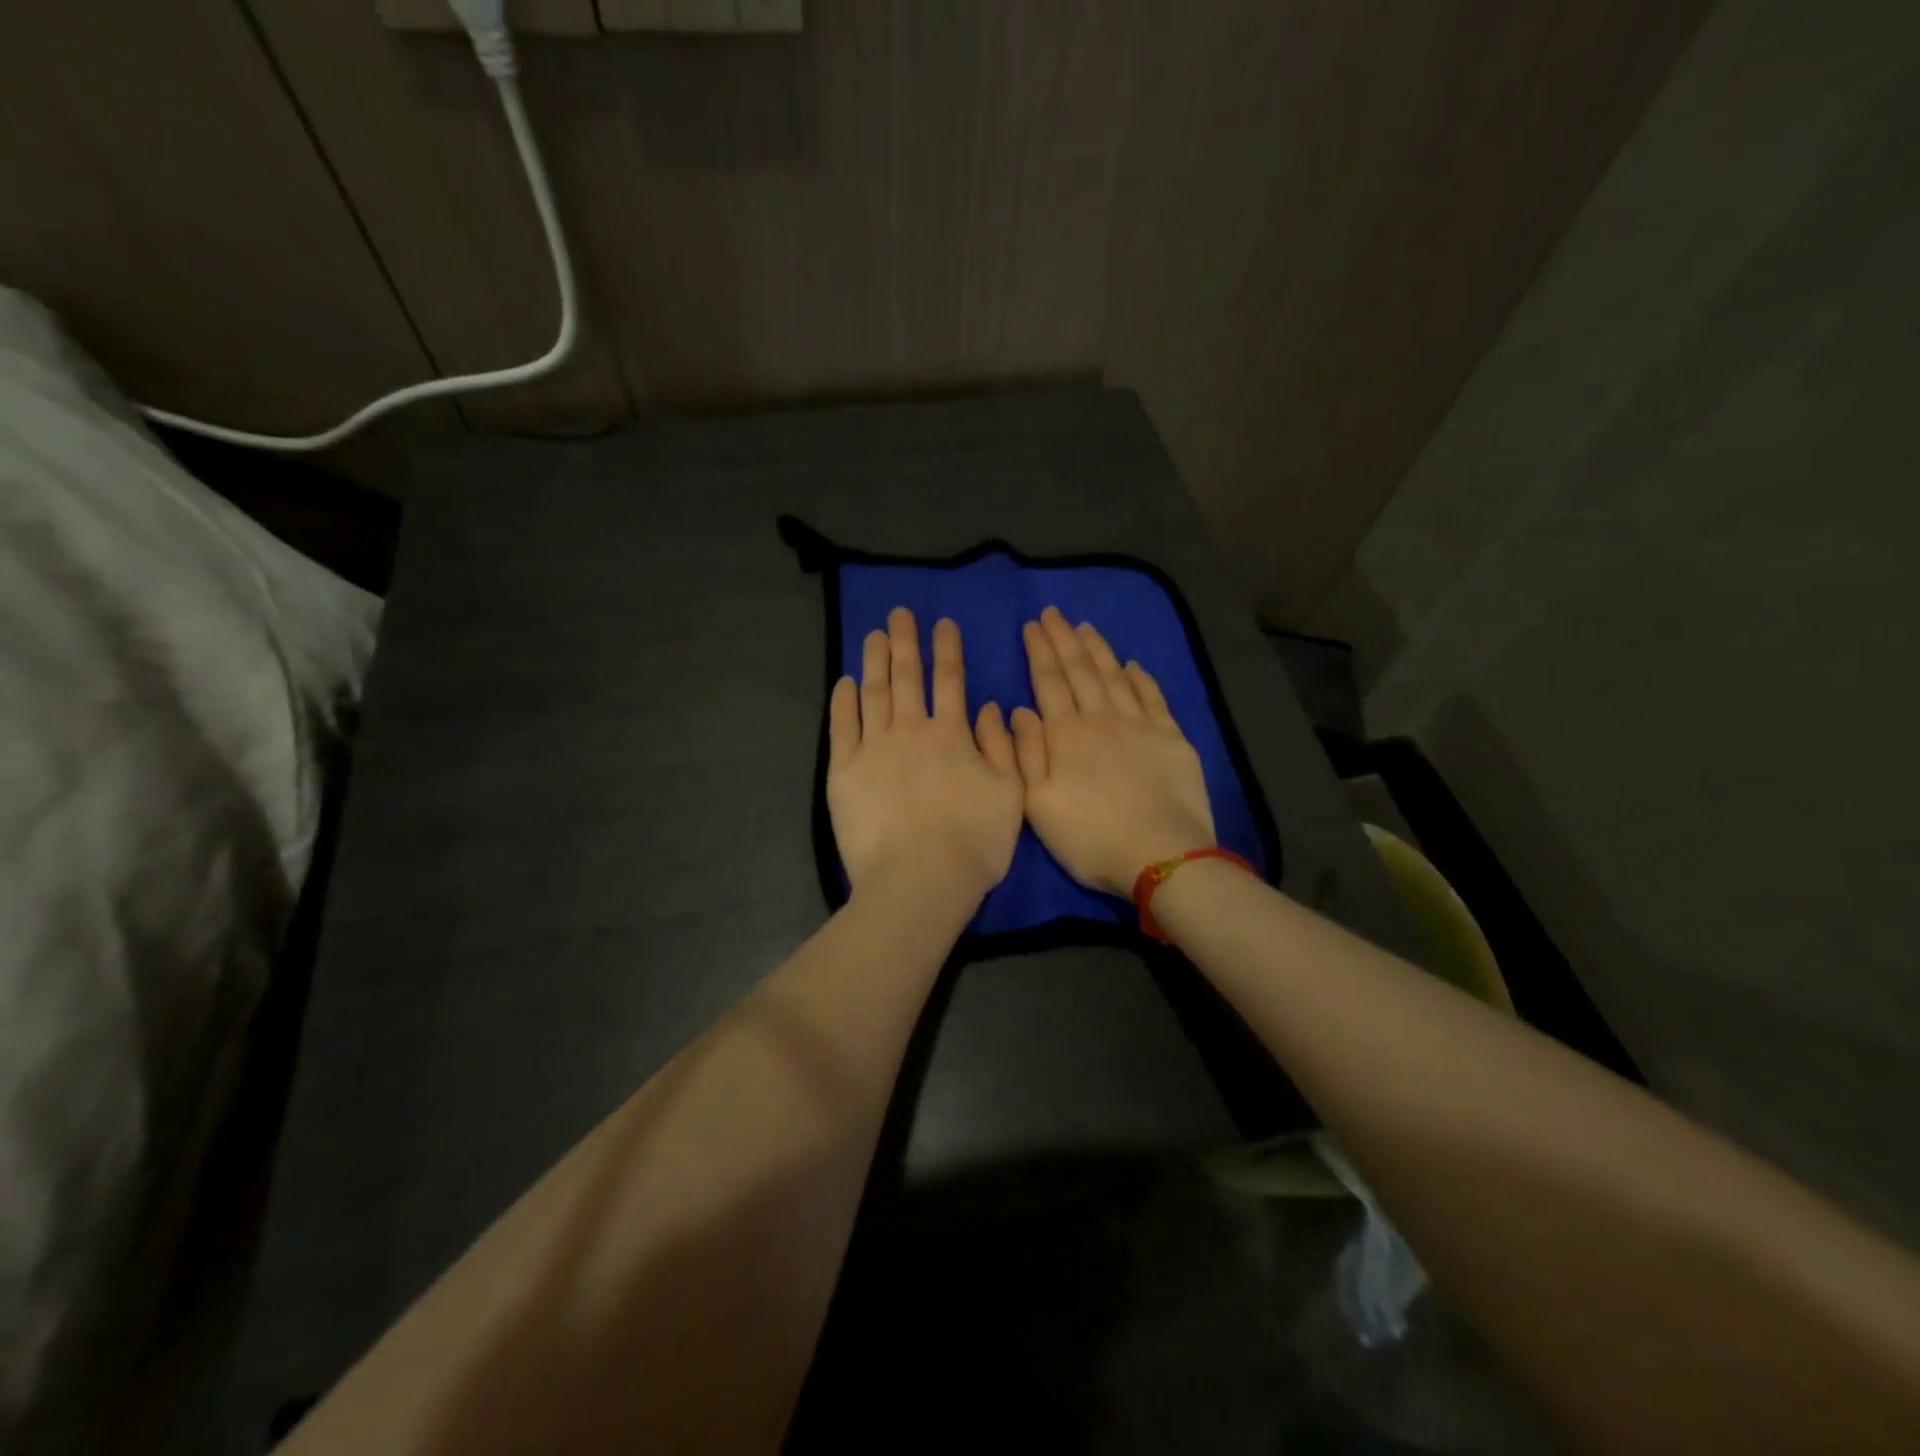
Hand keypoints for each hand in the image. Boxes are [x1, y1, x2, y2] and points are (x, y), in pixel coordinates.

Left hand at [828, 608, 1023, 908]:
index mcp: (952, 735)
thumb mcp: (1010, 793)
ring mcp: (874, 749)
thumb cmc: (974, 843)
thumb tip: (989, 706)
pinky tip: (845, 682)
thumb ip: (1002, 746)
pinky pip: (842, 727)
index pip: (950, 681)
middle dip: (906, 642)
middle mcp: (911, 731)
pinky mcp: (844, 772)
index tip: (943, 623)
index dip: (948, 649)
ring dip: (875, 661)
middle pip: (908, 677)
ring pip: (874, 694)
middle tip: (899, 613)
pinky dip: (843, 702)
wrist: (919, 880)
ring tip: (874, 635)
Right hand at [1008, 607, 1215, 895]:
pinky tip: (1132, 664)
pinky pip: (1152, 697)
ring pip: (1114, 676)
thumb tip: (1018, 710)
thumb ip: (1026, 754)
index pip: (1049, 682)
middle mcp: (1102, 719)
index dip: (1040, 651)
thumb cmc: (1090, 838)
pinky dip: (1140, 677)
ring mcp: (1140, 726)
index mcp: (1067, 735)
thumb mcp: (1038, 805)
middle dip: (1064, 639)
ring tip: (1085, 627)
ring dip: (1098, 649)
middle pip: (1080, 670)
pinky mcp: (1172, 738)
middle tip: (1054, 613)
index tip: (1032, 625)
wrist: (1162, 856)